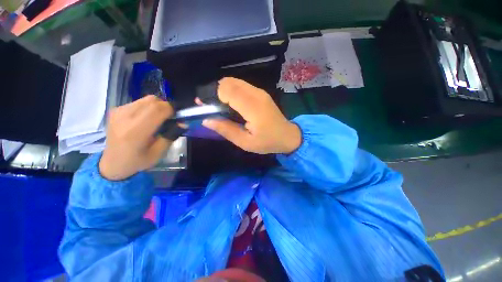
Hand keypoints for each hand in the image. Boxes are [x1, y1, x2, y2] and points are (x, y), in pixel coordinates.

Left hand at [99, 95, 174, 180]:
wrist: (112, 163)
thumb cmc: (137, 161)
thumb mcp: (159, 153)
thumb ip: (171, 136)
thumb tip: (183, 123)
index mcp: (135, 131)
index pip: (157, 109)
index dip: (172, 109)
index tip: (178, 116)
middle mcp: (125, 117)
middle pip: (152, 100)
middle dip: (166, 106)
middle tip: (170, 118)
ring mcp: (118, 112)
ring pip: (146, 99)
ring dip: (157, 106)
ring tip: (158, 119)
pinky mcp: (115, 110)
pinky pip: (138, 102)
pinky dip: (148, 107)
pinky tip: (146, 119)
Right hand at [201, 77, 301, 154]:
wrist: (287, 136)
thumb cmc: (267, 142)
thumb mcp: (245, 142)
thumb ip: (226, 130)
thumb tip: (206, 120)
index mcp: (252, 107)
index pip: (227, 90)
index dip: (212, 96)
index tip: (206, 108)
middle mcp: (256, 94)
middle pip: (228, 82)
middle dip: (215, 92)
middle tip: (212, 108)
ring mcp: (259, 91)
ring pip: (234, 82)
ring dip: (223, 91)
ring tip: (220, 107)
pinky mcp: (260, 92)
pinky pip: (241, 85)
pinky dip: (231, 91)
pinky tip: (231, 104)